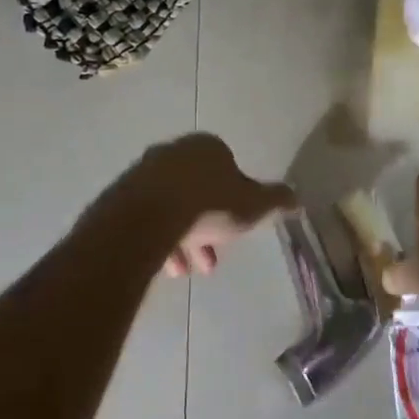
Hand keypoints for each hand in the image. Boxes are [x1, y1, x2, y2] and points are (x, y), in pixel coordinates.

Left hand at [116, 133, 292, 276]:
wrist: (146, 219)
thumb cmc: (208, 205)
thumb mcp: (253, 206)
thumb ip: (275, 200)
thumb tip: (297, 198)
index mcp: (208, 146)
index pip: (227, 169)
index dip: (235, 201)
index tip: (235, 230)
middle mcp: (174, 152)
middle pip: (197, 191)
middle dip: (207, 227)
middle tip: (211, 260)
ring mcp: (144, 172)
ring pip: (171, 207)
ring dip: (182, 239)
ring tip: (186, 272)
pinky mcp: (121, 196)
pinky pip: (147, 219)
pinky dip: (158, 240)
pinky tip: (164, 267)